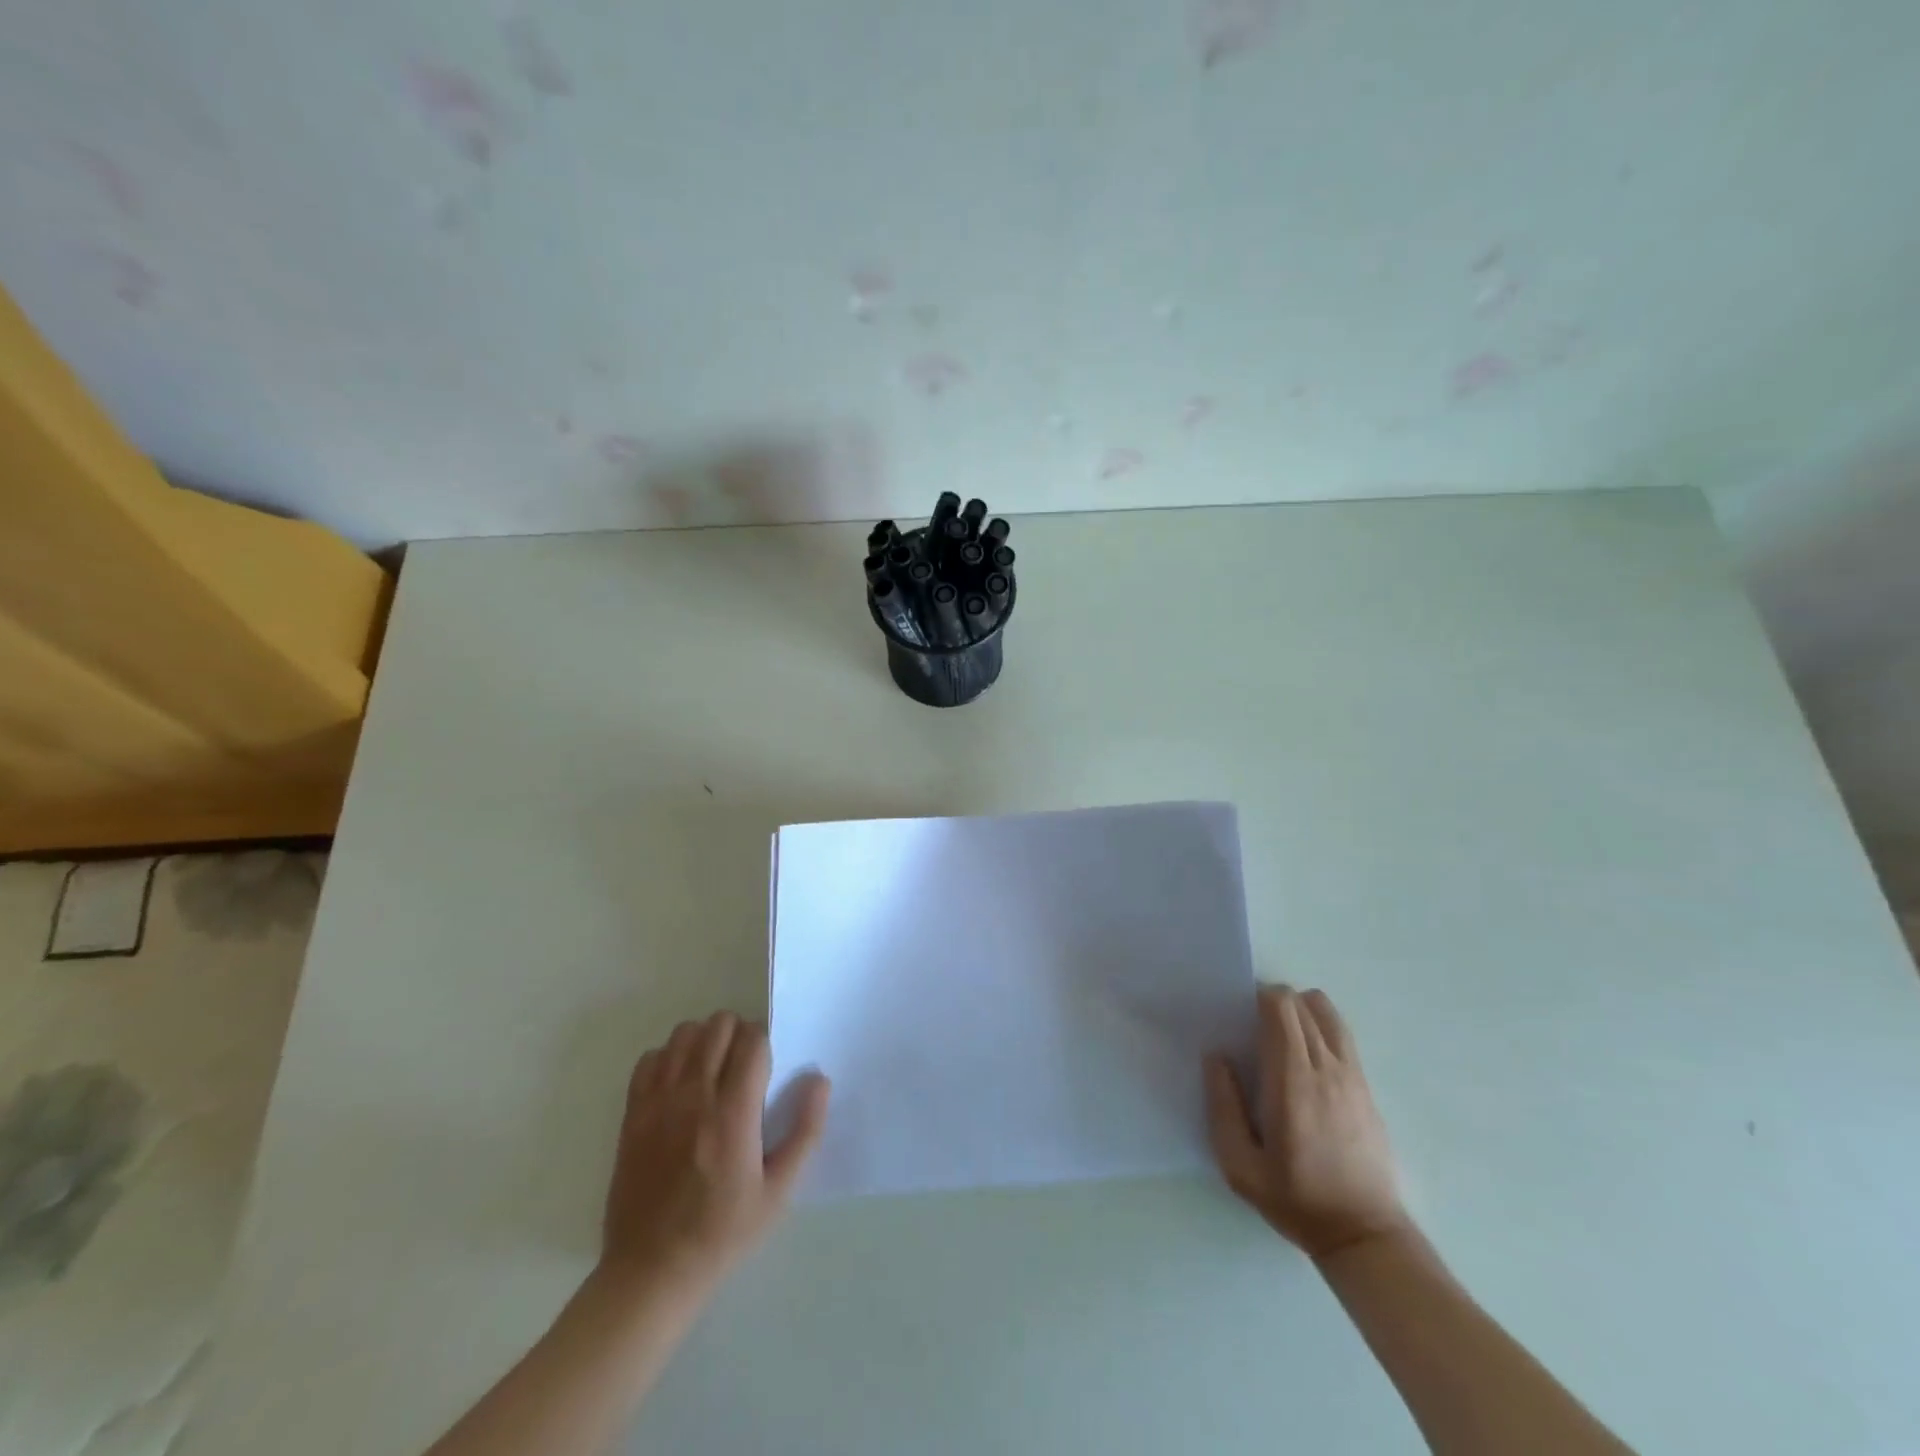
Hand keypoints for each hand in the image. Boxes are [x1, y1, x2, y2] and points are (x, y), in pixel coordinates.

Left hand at [599, 1012, 829, 1296]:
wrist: (651, 1272)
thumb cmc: (722, 1233)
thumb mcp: (778, 1192)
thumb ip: (804, 1132)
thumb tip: (819, 1080)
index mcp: (733, 1113)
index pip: (752, 1041)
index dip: (765, 1043)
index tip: (767, 1067)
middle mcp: (694, 1096)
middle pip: (719, 1026)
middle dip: (738, 1035)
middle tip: (743, 1067)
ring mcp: (658, 1102)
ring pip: (684, 1033)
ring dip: (704, 1041)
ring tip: (712, 1070)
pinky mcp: (632, 1113)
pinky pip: (650, 1057)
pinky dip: (668, 1058)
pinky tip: (679, 1084)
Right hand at [1205, 984, 1408, 1261]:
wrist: (1364, 1234)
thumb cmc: (1295, 1199)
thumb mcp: (1240, 1166)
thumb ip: (1222, 1107)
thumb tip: (1216, 1057)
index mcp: (1292, 1080)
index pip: (1282, 1008)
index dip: (1259, 998)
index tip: (1241, 1016)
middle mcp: (1326, 1068)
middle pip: (1303, 1003)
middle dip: (1275, 1002)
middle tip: (1253, 1027)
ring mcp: (1353, 1076)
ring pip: (1327, 1013)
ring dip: (1301, 1010)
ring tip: (1282, 1037)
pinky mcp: (1367, 1087)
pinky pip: (1342, 1035)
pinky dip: (1321, 1028)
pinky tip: (1306, 1058)